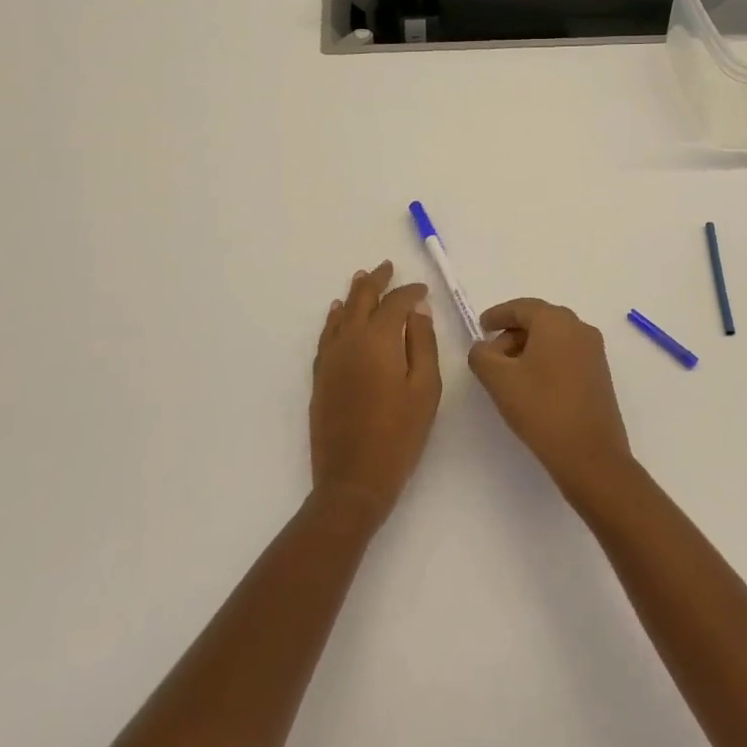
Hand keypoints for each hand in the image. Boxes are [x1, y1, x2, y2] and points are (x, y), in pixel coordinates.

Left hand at [311, 261, 441, 524]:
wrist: (352, 479)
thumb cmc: (399, 435)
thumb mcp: (425, 389)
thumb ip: (423, 344)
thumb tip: (418, 311)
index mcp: (379, 339)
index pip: (396, 303)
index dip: (410, 292)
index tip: (424, 290)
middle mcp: (350, 340)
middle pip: (362, 299)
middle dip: (376, 281)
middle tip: (387, 266)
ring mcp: (331, 357)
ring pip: (340, 313)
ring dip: (354, 294)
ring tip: (362, 278)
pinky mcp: (321, 376)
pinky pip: (327, 334)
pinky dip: (334, 318)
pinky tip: (337, 313)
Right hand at [468, 298, 632, 498]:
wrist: (591, 455)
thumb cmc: (541, 409)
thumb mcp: (499, 380)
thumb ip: (482, 355)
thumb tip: (484, 347)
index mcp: (556, 321)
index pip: (521, 307)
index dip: (498, 315)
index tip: (481, 326)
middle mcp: (579, 328)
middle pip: (539, 320)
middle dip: (512, 333)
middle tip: (491, 355)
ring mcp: (594, 351)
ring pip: (554, 337)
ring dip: (529, 348)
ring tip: (509, 373)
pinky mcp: (599, 373)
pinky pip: (567, 353)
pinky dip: (546, 359)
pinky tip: (533, 384)